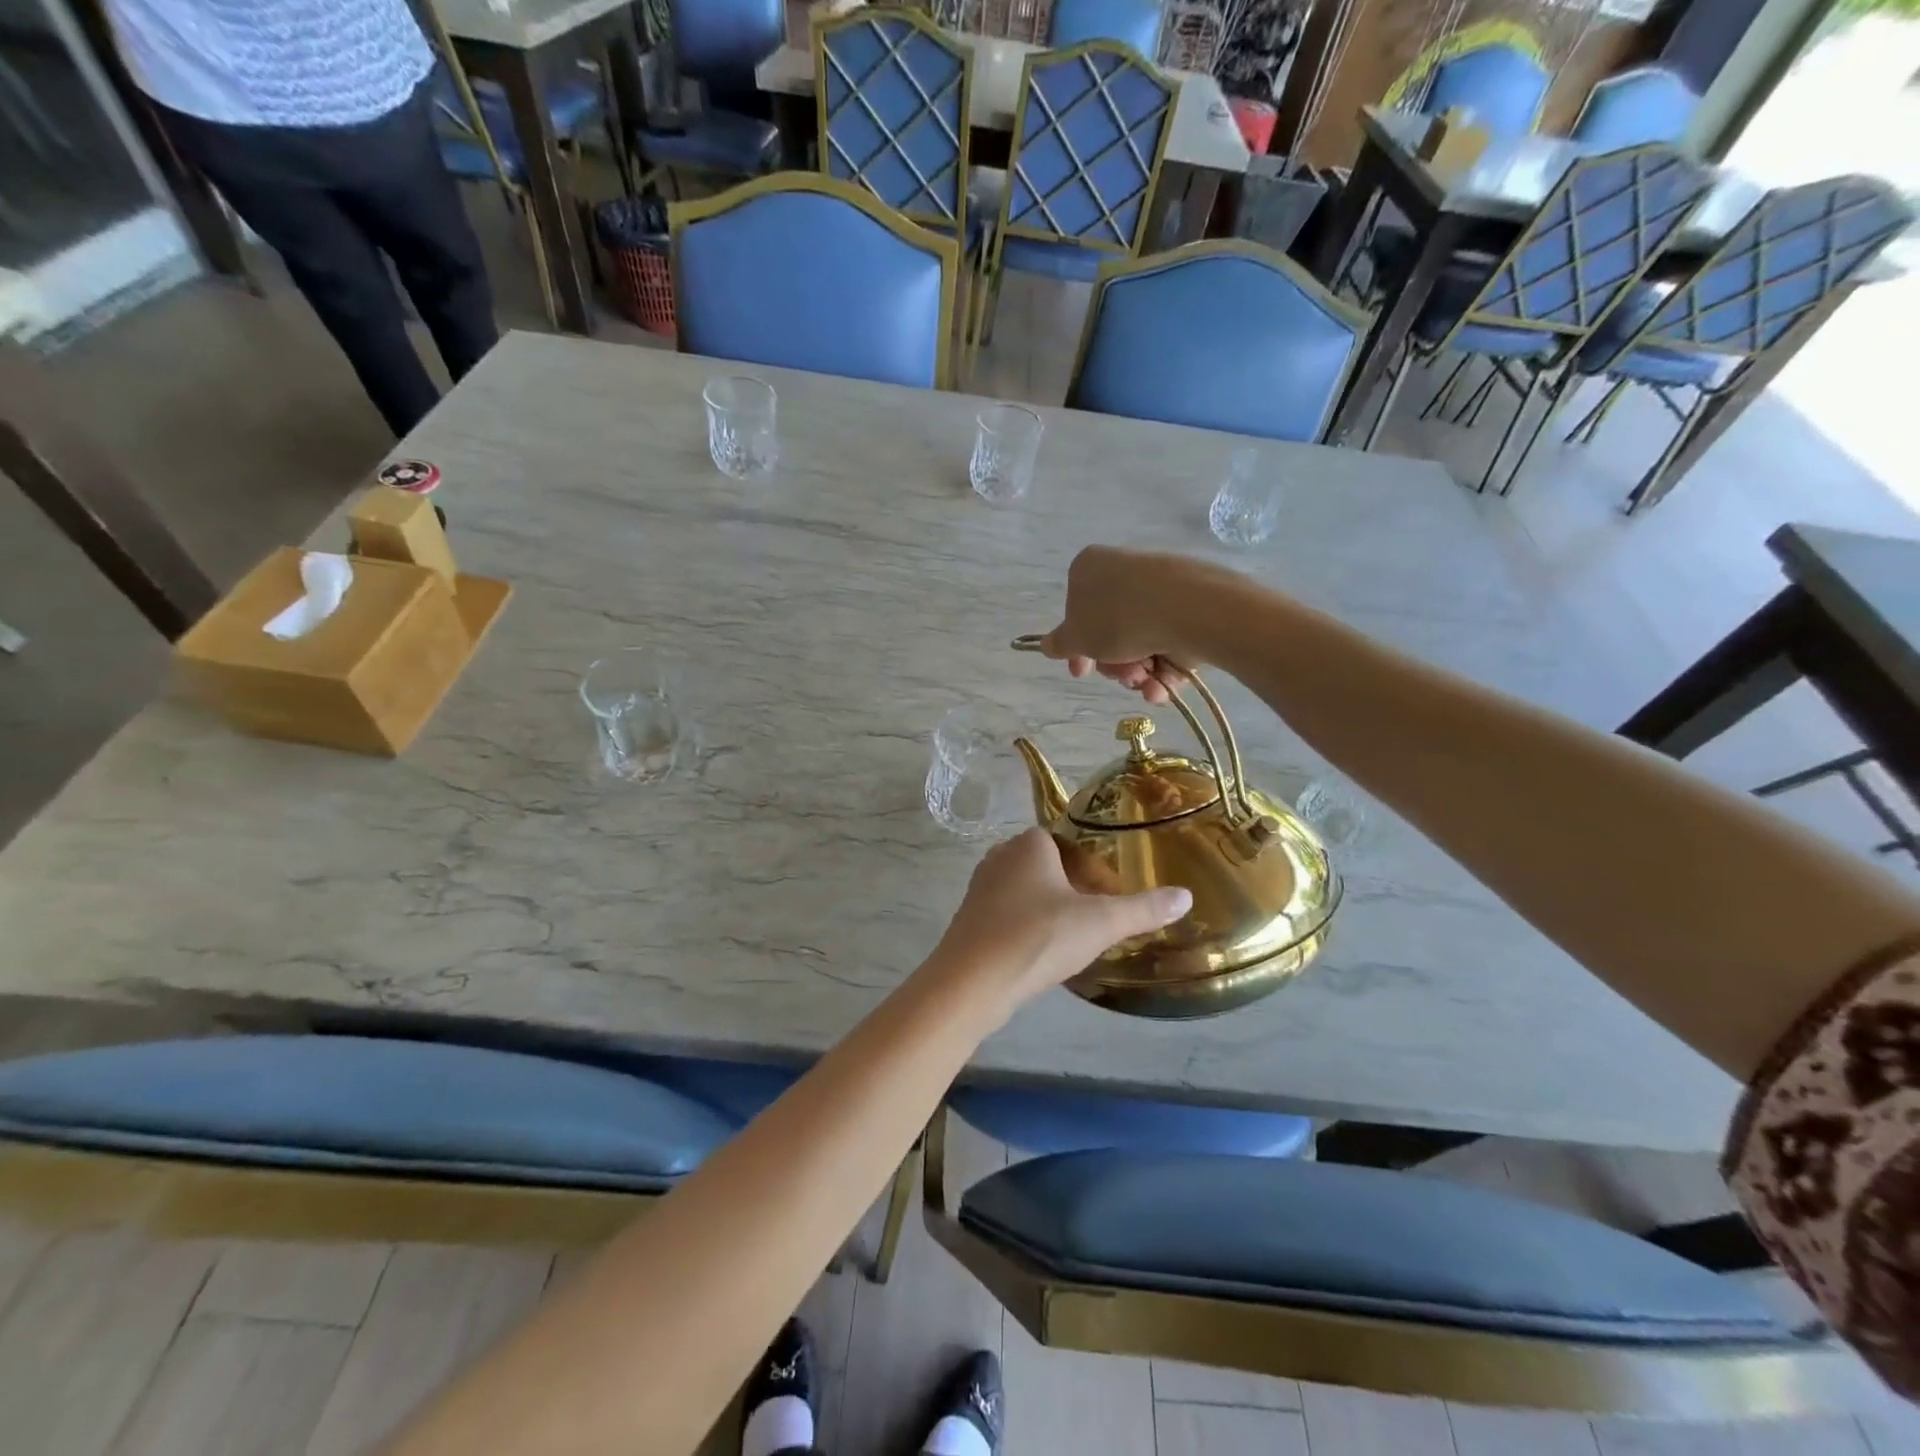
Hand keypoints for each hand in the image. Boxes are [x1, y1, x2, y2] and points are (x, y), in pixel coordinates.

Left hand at [928, 829, 1190, 1014]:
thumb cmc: (1038, 937)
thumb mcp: (1100, 923)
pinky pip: (1006, 915)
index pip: (1064, 841)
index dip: (1089, 867)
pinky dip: (1025, 928)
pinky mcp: (969, 920)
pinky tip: (1040, 954)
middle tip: (1095, 920)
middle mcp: (999, 857)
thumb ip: (1143, 909)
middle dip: (1070, 888)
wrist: (972, 981)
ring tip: (1071, 940)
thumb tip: (1186, 896)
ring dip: (1047, 910)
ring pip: (1024, 891)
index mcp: (1029, 844)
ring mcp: (979, 888)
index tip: (1108, 897)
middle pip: (1045, 866)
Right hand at [1038, 547, 1204, 704]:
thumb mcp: (1075, 638)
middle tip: (1120, 676)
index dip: (1077, 648)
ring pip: (1140, 640)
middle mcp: (1123, 571)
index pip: (1075, 610)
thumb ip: (1058, 644)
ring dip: (1137, 671)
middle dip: (1112, 663)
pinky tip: (1162, 686)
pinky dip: (1164, 669)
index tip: (1081, 671)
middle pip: (1109, 630)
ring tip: (1145, 682)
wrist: (1186, 608)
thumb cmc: (1117, 618)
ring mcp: (1160, 587)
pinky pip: (1168, 641)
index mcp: (1089, 568)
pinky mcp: (1190, 604)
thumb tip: (1048, 645)